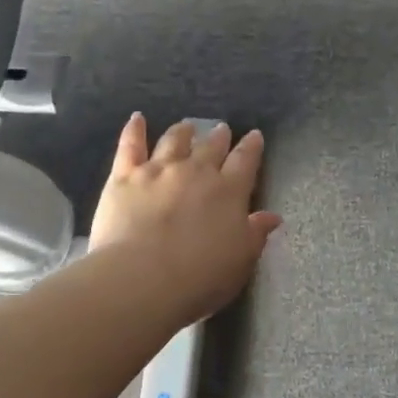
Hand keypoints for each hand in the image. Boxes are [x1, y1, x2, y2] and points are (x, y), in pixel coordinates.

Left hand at [90, 115, 281, 322]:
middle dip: (218, 137)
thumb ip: (255, 234)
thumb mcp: (240, 260)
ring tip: (186, 126)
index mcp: (229, 190)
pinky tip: (137, 119)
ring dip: (183, 131)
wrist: (142, 279)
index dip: (251, 146)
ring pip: (173, 141)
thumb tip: (272, 217)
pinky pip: (130, 146)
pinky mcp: (125, 177)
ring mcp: (159, 170)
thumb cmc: (200, 277)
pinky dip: (134, 130)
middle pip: (211, 146)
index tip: (254, 136)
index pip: (246, 160)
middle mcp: (196, 171)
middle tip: (221, 129)